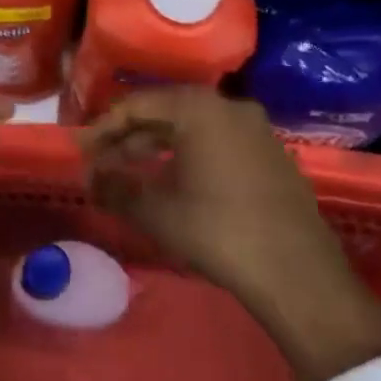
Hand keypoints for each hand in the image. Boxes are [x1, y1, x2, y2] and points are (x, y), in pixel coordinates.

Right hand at [82, 88, 380, 380]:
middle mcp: (229, 107)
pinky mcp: (272, 156)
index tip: (82, 151)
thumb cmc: (218, 231)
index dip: (105, 128)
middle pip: (167, 113)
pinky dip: (190, 156)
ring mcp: (256, 130)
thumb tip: (89, 179)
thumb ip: (116, 188)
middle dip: (131, 138)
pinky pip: (219, 143)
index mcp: (199, 108)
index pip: (138, 105)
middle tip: (103, 163)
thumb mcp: (157, 212)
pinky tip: (176, 183)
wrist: (299, 275)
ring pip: (194, 129)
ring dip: (159, 148)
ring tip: (133, 174)